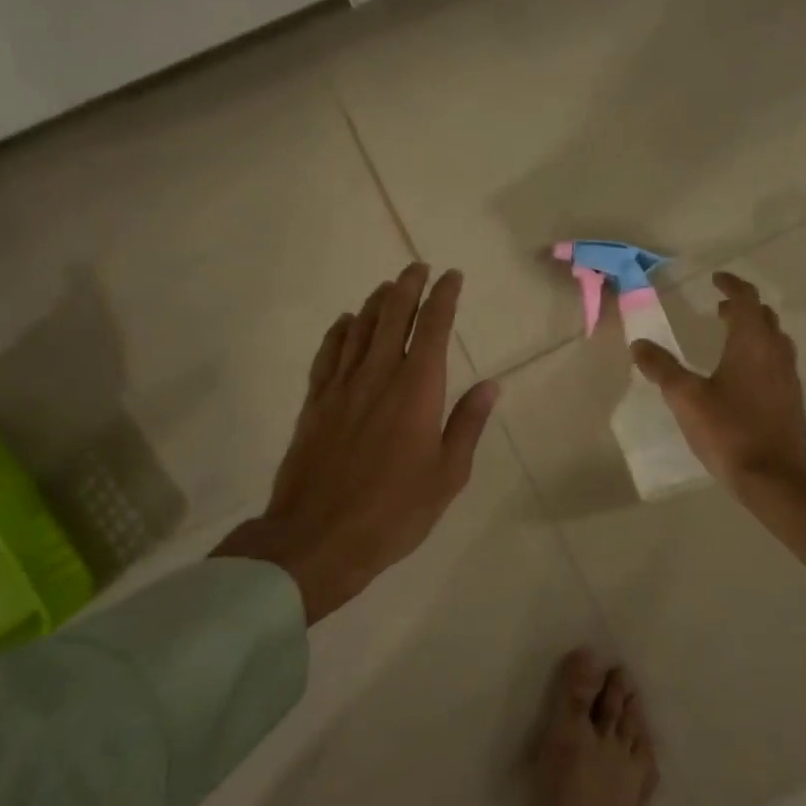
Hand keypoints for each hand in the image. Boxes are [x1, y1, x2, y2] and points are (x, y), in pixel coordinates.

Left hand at [216, 263, 496, 623]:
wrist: (318, 538)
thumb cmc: (395, 511)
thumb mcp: (448, 474)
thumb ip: (467, 424)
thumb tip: (491, 385)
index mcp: (417, 389)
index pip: (434, 328)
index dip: (444, 297)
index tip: (452, 277)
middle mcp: (379, 375)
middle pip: (392, 316)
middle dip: (407, 287)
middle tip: (417, 267)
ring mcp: (341, 387)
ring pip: (359, 329)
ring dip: (375, 302)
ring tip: (387, 287)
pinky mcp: (315, 403)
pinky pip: (327, 354)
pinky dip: (338, 332)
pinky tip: (344, 322)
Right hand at [631, 272, 805, 568]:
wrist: (776, 478)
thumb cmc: (730, 431)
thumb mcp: (686, 398)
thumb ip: (662, 368)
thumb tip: (639, 344)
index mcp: (752, 343)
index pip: (746, 299)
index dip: (731, 285)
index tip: (716, 279)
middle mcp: (776, 353)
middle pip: (764, 317)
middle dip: (742, 307)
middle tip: (719, 309)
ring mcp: (788, 377)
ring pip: (774, 340)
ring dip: (753, 331)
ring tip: (729, 337)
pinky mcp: (791, 400)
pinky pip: (777, 362)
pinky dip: (759, 354)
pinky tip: (742, 376)